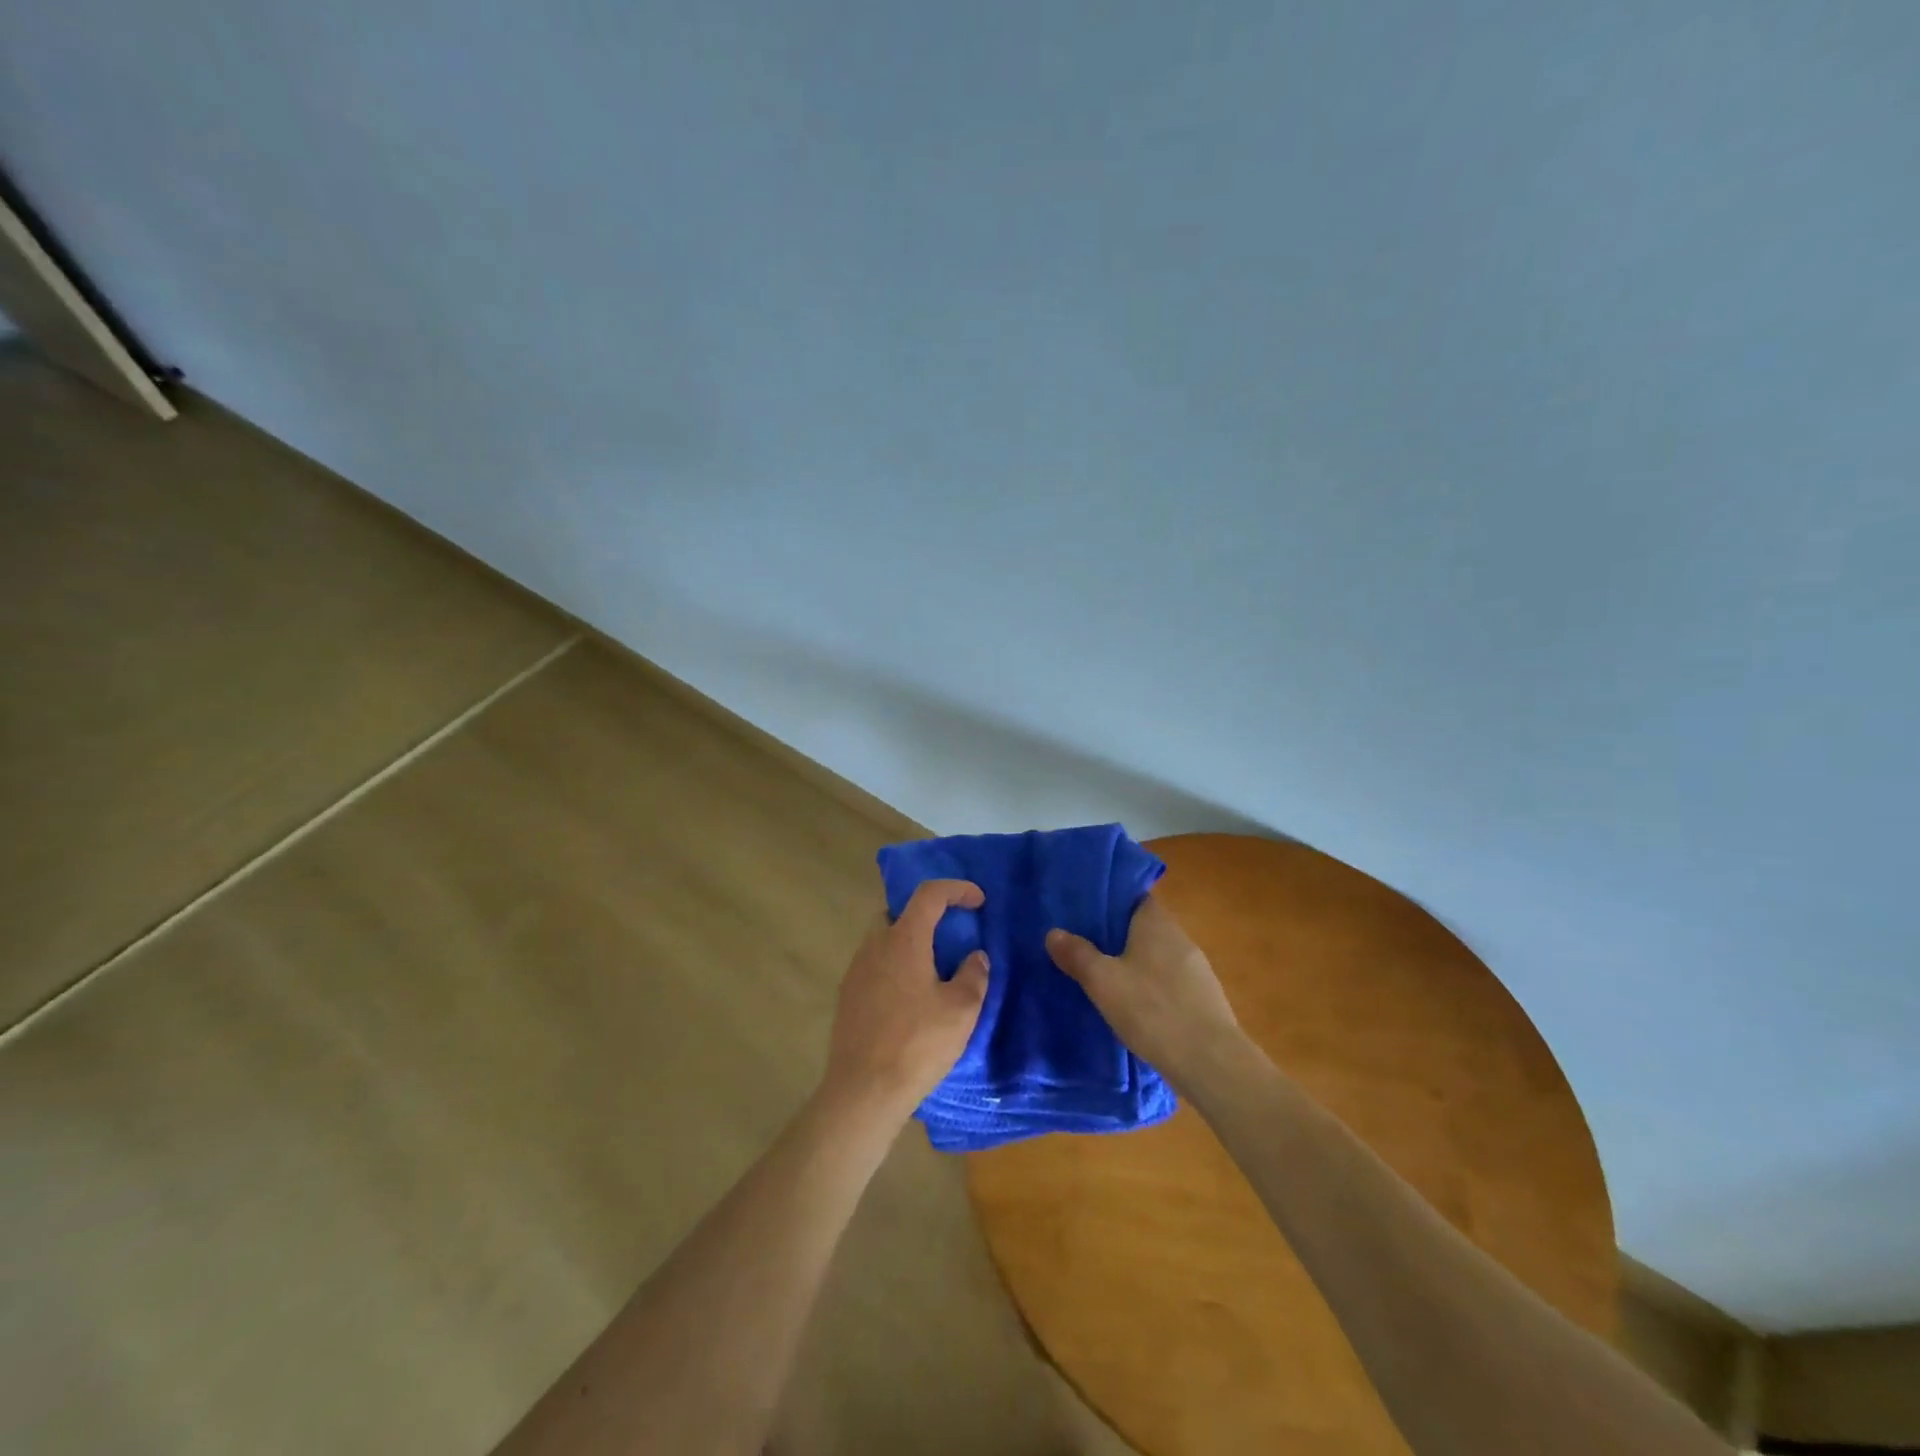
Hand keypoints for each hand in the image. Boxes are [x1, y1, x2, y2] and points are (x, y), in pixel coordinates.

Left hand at [821, 879, 989, 1119]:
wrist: (863, 1091)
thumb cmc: (917, 1044)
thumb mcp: (961, 1010)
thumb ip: (973, 975)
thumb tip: (975, 957)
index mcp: (903, 940)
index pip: (929, 894)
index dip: (956, 889)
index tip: (978, 901)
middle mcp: (874, 946)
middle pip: (898, 913)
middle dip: (925, 915)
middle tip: (949, 936)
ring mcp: (855, 971)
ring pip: (883, 940)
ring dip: (908, 944)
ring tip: (932, 971)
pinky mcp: (846, 996)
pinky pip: (873, 966)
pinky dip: (893, 968)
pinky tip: (909, 999)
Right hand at [1046, 894, 1241, 1085]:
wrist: (1210, 1061)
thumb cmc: (1152, 1009)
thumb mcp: (1102, 981)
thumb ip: (1077, 954)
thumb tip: (1053, 932)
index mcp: (1156, 922)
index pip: (1134, 897)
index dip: (1110, 901)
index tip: (1085, 911)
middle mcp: (1180, 937)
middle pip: (1144, 927)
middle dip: (1118, 935)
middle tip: (1086, 945)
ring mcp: (1197, 969)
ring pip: (1158, 956)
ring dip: (1136, 963)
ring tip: (1106, 977)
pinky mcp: (1204, 999)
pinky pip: (1170, 982)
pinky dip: (1152, 987)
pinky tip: (1137, 1007)